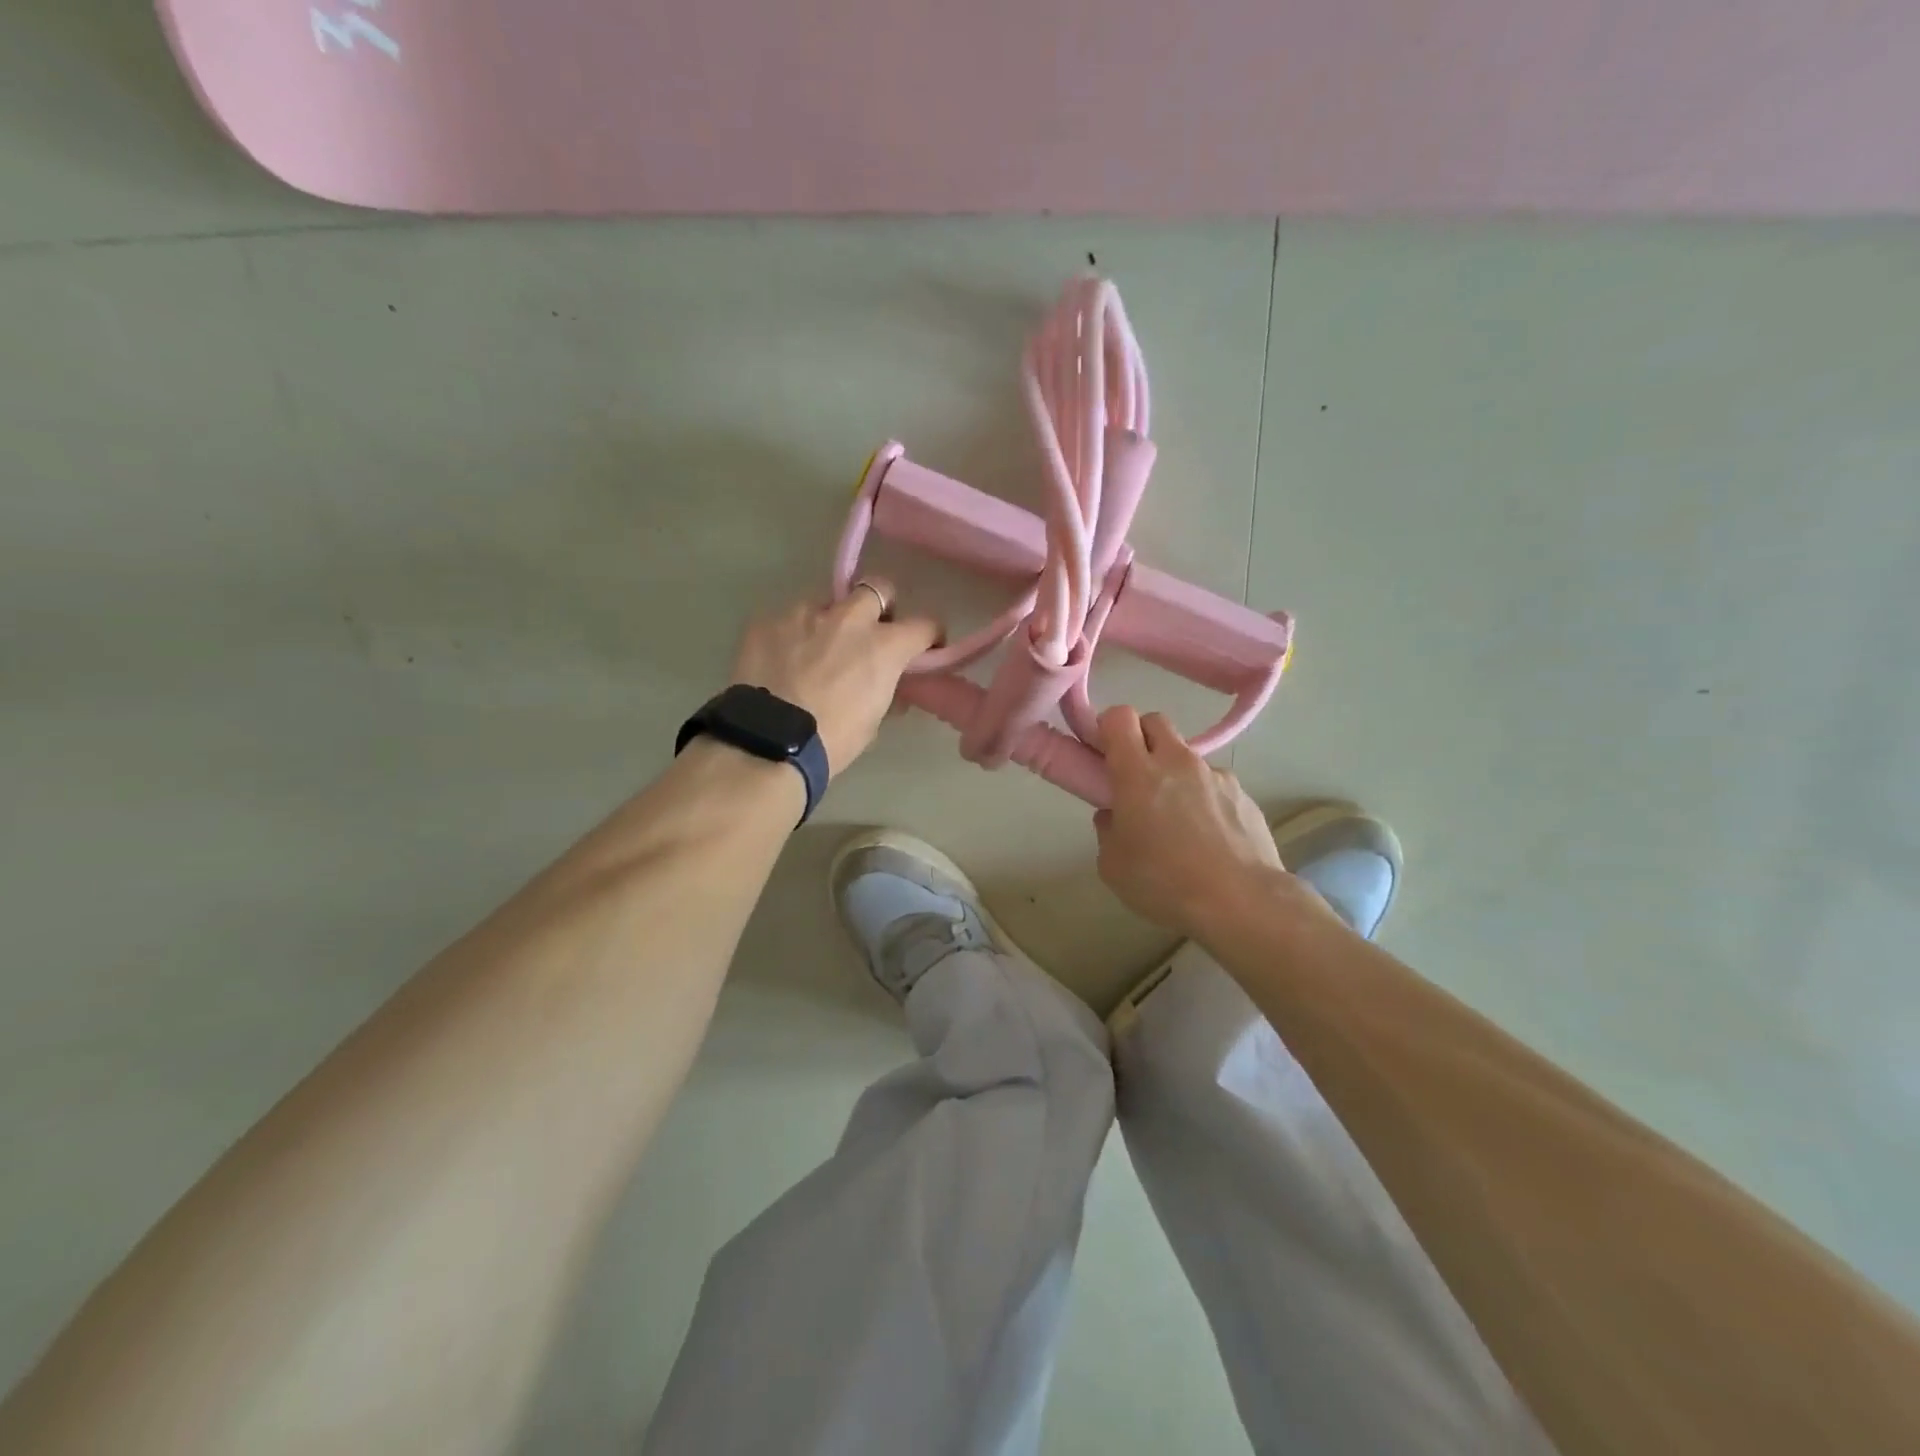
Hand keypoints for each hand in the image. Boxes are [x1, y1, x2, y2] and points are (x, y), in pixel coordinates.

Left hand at [728, 580, 940, 775]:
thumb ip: (885, 690)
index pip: (924, 624)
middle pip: (877, 588)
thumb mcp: (872, 720)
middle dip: (879, 606)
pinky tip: (781, 661)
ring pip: (826, 603)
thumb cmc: (832, 741)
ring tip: (814, 652)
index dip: (927, 636)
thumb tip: (887, 683)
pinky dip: (791, 636)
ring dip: (829, 622)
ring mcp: (804, 614)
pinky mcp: (767, 620)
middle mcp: (848, 618)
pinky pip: (787, 619)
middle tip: (870, 632)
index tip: (923, 647)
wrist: (770, 743)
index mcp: (884, 645)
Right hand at [1093, 706, 1283, 936]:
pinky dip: (1205, 797)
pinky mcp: (1243, 794)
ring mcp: (1215, 775)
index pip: (1119, 717)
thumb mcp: (1113, 865)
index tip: (1104, 752)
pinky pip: (1215, 783)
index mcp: (1137, 773)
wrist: (1241, 902)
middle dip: (1141, 739)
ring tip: (1178, 817)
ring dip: (1175, 772)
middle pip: (1155, 722)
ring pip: (1187, 755)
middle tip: (1135, 776)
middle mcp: (1177, 762)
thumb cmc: (1165, 883)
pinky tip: (1209, 836)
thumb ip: (1108, 830)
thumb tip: (1114, 816)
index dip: (1108, 728)